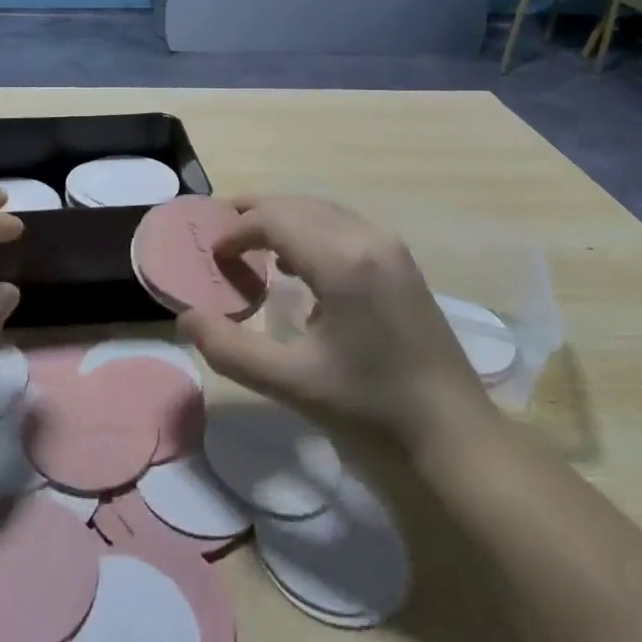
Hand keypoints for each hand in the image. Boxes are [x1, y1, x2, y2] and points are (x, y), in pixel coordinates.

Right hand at [176, 196, 496, 451]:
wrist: (456, 437)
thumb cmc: (371, 410)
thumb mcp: (292, 384)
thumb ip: (231, 350)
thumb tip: (186, 318)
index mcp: (342, 260)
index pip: (274, 218)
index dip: (236, 230)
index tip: (212, 256)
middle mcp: (368, 238)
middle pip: (297, 205)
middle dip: (255, 214)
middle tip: (220, 235)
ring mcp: (390, 248)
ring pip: (322, 211)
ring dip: (283, 220)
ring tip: (251, 245)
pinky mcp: (402, 264)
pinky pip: (344, 226)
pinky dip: (311, 231)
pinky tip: (298, 267)